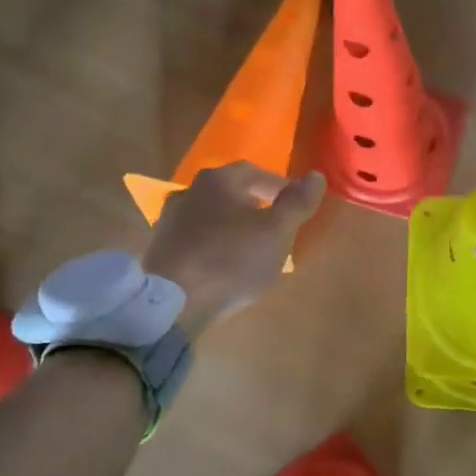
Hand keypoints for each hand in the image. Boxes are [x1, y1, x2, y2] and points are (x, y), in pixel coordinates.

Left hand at [144, 163, 324, 338]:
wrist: (173, 303)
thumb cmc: (231, 261)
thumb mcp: (276, 232)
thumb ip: (297, 203)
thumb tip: (316, 176)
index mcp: (218, 180)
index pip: (254, 172)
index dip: (278, 186)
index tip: (295, 205)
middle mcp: (188, 191)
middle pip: (229, 192)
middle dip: (254, 205)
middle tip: (274, 226)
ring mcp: (169, 220)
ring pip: (210, 215)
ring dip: (231, 226)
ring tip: (249, 248)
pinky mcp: (159, 248)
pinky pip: (194, 238)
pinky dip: (212, 244)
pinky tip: (222, 264)